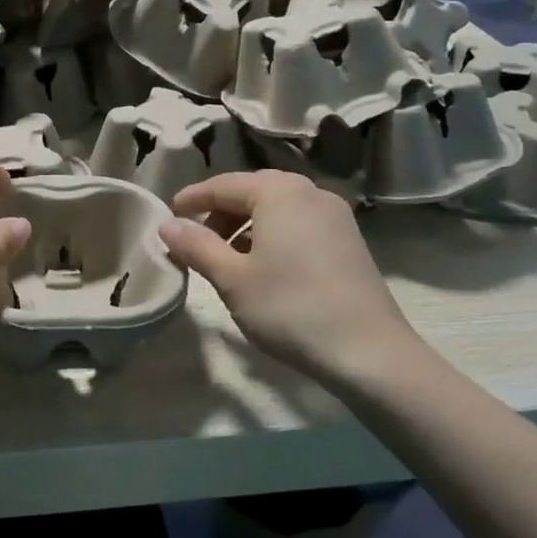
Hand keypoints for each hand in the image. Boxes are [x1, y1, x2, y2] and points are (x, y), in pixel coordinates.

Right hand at [160, 171, 421, 382]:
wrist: (370, 352)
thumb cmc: (291, 308)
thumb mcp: (232, 279)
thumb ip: (196, 246)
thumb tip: (167, 225)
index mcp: (278, 192)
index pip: (222, 185)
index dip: (193, 199)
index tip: (169, 216)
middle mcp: (309, 192)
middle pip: (252, 191)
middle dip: (220, 213)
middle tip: (196, 242)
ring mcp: (335, 215)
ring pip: (277, 209)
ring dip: (246, 226)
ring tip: (226, 259)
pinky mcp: (349, 240)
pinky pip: (298, 224)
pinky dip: (273, 236)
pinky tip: (264, 267)